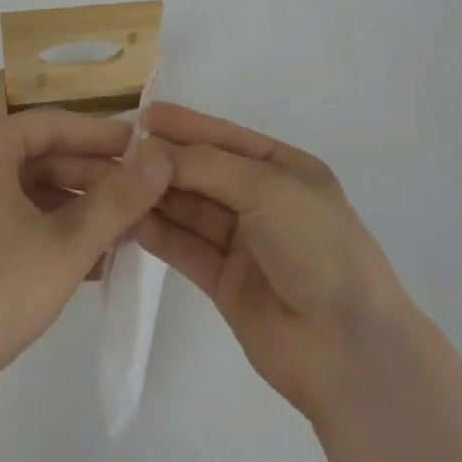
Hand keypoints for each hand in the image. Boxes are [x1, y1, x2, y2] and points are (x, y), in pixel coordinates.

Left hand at [0, 110, 174, 398]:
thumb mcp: (68, 244)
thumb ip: (118, 199)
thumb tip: (160, 159)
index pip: (51, 124)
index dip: (100, 135)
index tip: (141, 147)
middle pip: (36, 156)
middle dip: (88, 177)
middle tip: (135, 192)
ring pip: (22, 191)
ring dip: (70, 207)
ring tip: (117, 229)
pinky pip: (4, 219)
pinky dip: (43, 230)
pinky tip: (83, 261)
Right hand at [134, 103, 411, 419]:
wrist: (347, 347)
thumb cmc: (315, 244)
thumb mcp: (266, 187)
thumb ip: (206, 165)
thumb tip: (152, 150)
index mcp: (284, 169)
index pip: (227, 137)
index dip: (187, 125)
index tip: (144, 114)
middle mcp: (263, 201)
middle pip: (205, 173)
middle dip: (166, 161)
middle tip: (117, 150)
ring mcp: (244, 244)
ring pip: (192, 210)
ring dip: (157, 195)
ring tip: (114, 181)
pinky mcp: (225, 284)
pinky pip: (186, 248)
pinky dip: (159, 233)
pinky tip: (128, 219)